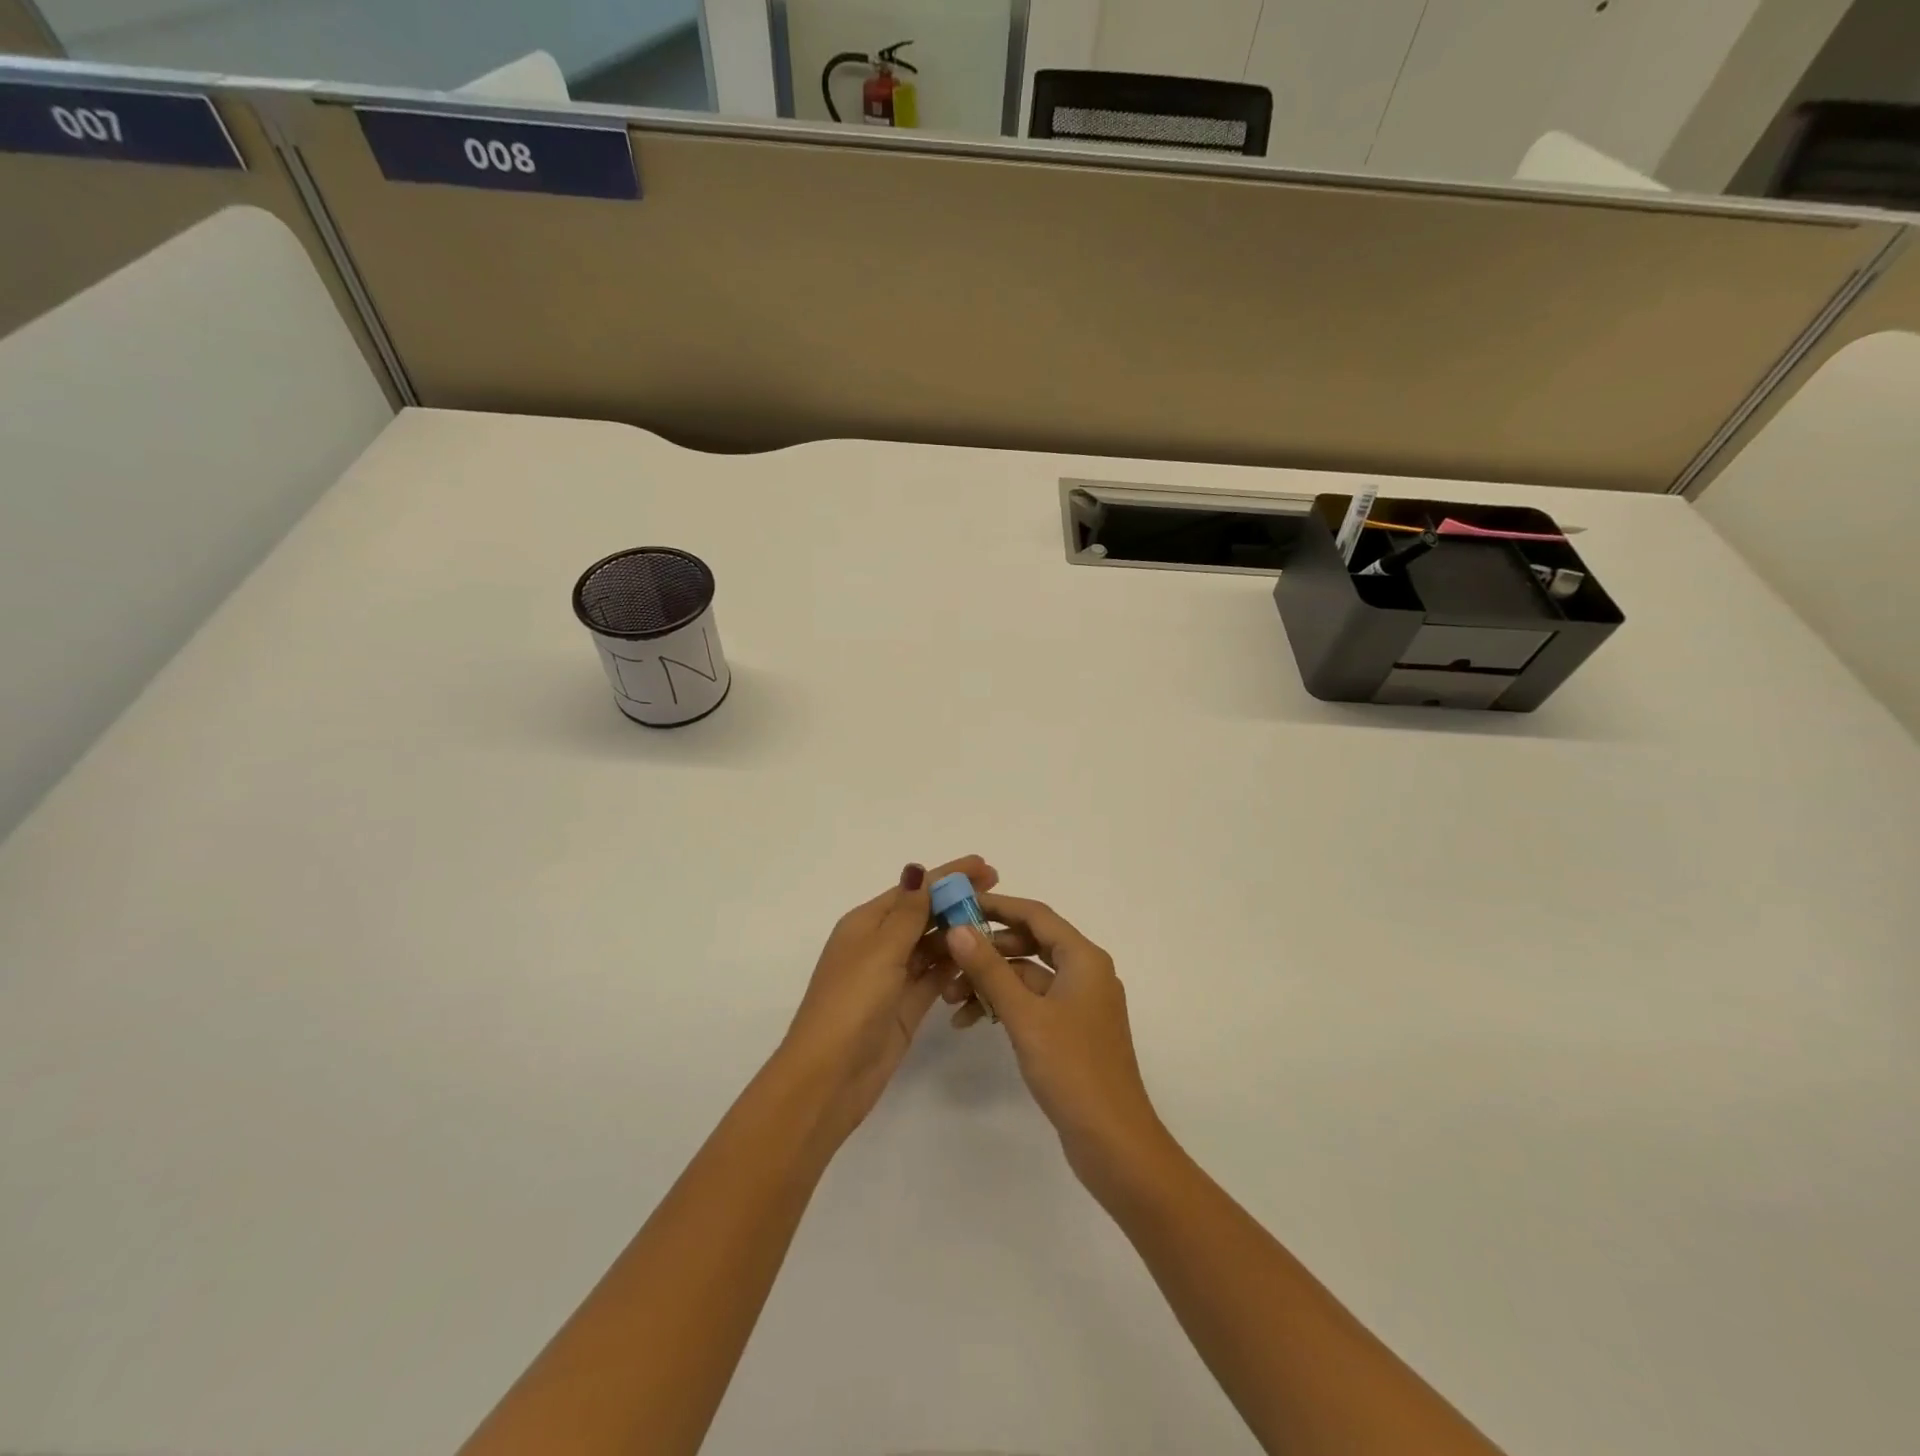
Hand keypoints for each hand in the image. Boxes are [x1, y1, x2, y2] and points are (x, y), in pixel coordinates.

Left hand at [780, 855, 996, 1143]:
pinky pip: (937, 976)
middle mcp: (880, 945)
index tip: (985, 864)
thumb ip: (907, 912)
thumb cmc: (851, 1004)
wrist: (829, 1077)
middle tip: (999, 892)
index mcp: (866, 924)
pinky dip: (956, 966)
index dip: (948, 875)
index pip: (914, 890)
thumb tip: (916, 869)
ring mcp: (894, 976)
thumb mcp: (880, 951)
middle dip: (958, 901)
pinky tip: (982, 959)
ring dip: (960, 933)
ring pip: (933, 945)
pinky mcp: (907, 1005)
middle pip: (925, 914)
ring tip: (998, 924)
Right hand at [940, 894, 1169, 1191]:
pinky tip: (972, 1020)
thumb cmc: (1072, 1070)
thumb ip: (989, 969)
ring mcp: (1079, 1003)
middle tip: (947, 956)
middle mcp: (1085, 972)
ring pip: (1028, 975)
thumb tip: (958, 928)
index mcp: (1084, 958)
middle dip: (987, 950)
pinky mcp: (1071, 1031)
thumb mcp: (1025, 1016)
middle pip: (1030, 943)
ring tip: (950, 999)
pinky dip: (1004, 1006)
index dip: (997, 906)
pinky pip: (1032, 1002)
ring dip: (991, 982)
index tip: (958, 904)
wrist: (1114, 1142)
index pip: (1035, 915)